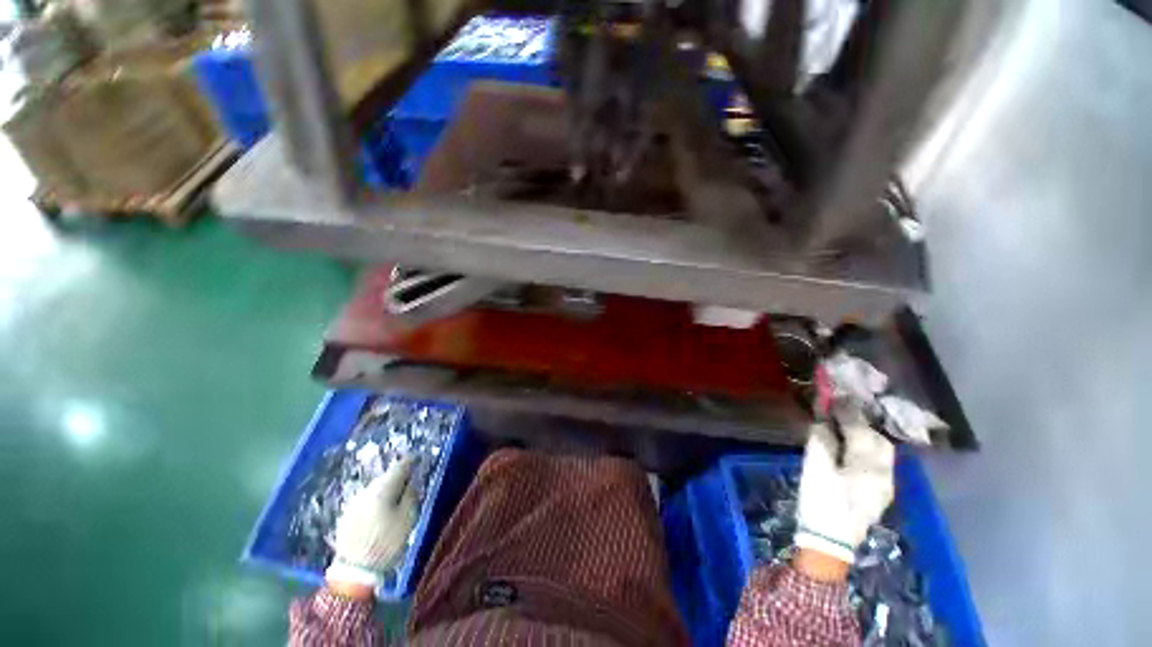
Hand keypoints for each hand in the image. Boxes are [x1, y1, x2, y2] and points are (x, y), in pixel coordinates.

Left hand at [325, 457, 417, 594]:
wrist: (353, 573)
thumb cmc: (386, 543)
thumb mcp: (407, 519)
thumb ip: (411, 496)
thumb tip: (411, 483)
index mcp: (381, 489)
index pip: (399, 466)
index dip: (410, 461)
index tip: (418, 458)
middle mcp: (365, 491)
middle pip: (385, 477)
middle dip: (398, 477)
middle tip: (410, 480)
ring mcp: (353, 504)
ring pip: (375, 489)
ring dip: (386, 490)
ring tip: (396, 497)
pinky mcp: (346, 516)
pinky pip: (366, 501)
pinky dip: (376, 501)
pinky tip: (381, 511)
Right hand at [794, 422, 894, 567]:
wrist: (828, 544)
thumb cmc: (821, 504)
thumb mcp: (815, 470)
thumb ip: (821, 442)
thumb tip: (822, 421)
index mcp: (869, 469)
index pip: (862, 433)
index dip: (848, 413)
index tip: (835, 397)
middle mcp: (884, 476)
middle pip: (880, 442)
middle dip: (862, 425)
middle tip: (840, 414)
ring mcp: (883, 487)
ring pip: (881, 454)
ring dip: (865, 437)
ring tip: (844, 429)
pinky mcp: (876, 495)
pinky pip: (876, 464)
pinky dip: (864, 450)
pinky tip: (849, 450)